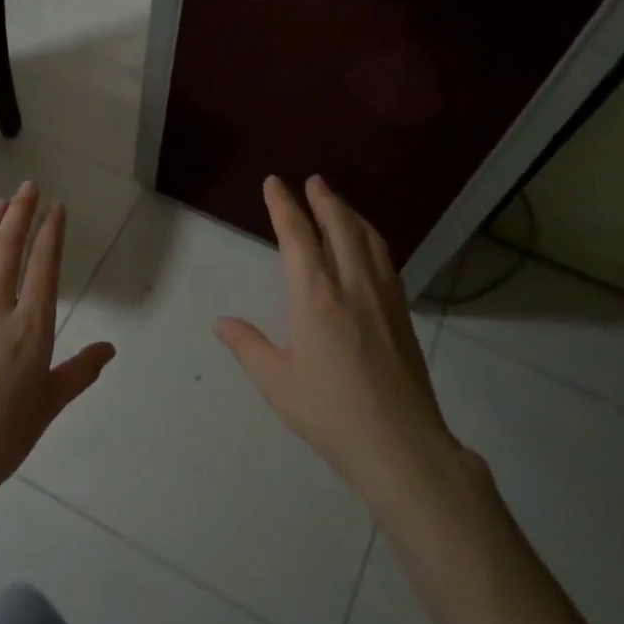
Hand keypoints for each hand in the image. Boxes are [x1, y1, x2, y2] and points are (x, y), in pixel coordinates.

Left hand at [0, 183, 115, 586]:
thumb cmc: (4, 435)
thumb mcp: (50, 403)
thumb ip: (80, 371)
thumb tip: (110, 348)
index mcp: (32, 328)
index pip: (44, 266)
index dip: (51, 233)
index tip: (55, 209)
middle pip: (8, 249)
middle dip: (20, 213)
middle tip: (27, 189)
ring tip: (0, 204)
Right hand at [214, 175, 461, 512]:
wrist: (399, 443)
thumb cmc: (328, 411)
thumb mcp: (276, 381)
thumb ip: (247, 345)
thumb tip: (221, 322)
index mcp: (314, 297)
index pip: (297, 237)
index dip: (284, 206)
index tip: (274, 183)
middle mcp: (351, 285)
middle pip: (339, 227)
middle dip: (323, 199)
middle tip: (313, 180)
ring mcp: (382, 297)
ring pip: (368, 239)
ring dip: (351, 214)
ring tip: (338, 202)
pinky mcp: (402, 313)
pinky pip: (385, 260)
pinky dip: (372, 238)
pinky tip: (368, 244)